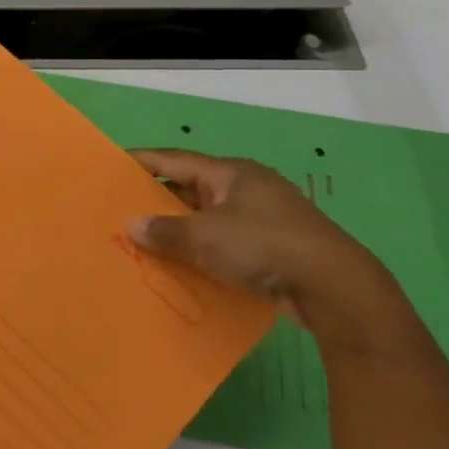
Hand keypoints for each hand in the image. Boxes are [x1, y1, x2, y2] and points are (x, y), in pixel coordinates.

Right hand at [126, 149, 417, 355]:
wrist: (335, 288)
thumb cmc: (263, 246)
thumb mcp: (205, 238)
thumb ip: (166, 231)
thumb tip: (133, 225)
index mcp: (231, 173)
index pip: (175, 160)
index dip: (143, 161)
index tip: (113, 165)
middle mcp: (247, 187)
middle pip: (192, 187)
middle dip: (159, 199)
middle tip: (124, 209)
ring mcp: (264, 217)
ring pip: (210, 217)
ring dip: (182, 227)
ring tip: (148, 239)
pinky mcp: (275, 246)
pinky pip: (227, 241)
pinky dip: (204, 249)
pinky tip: (186, 265)